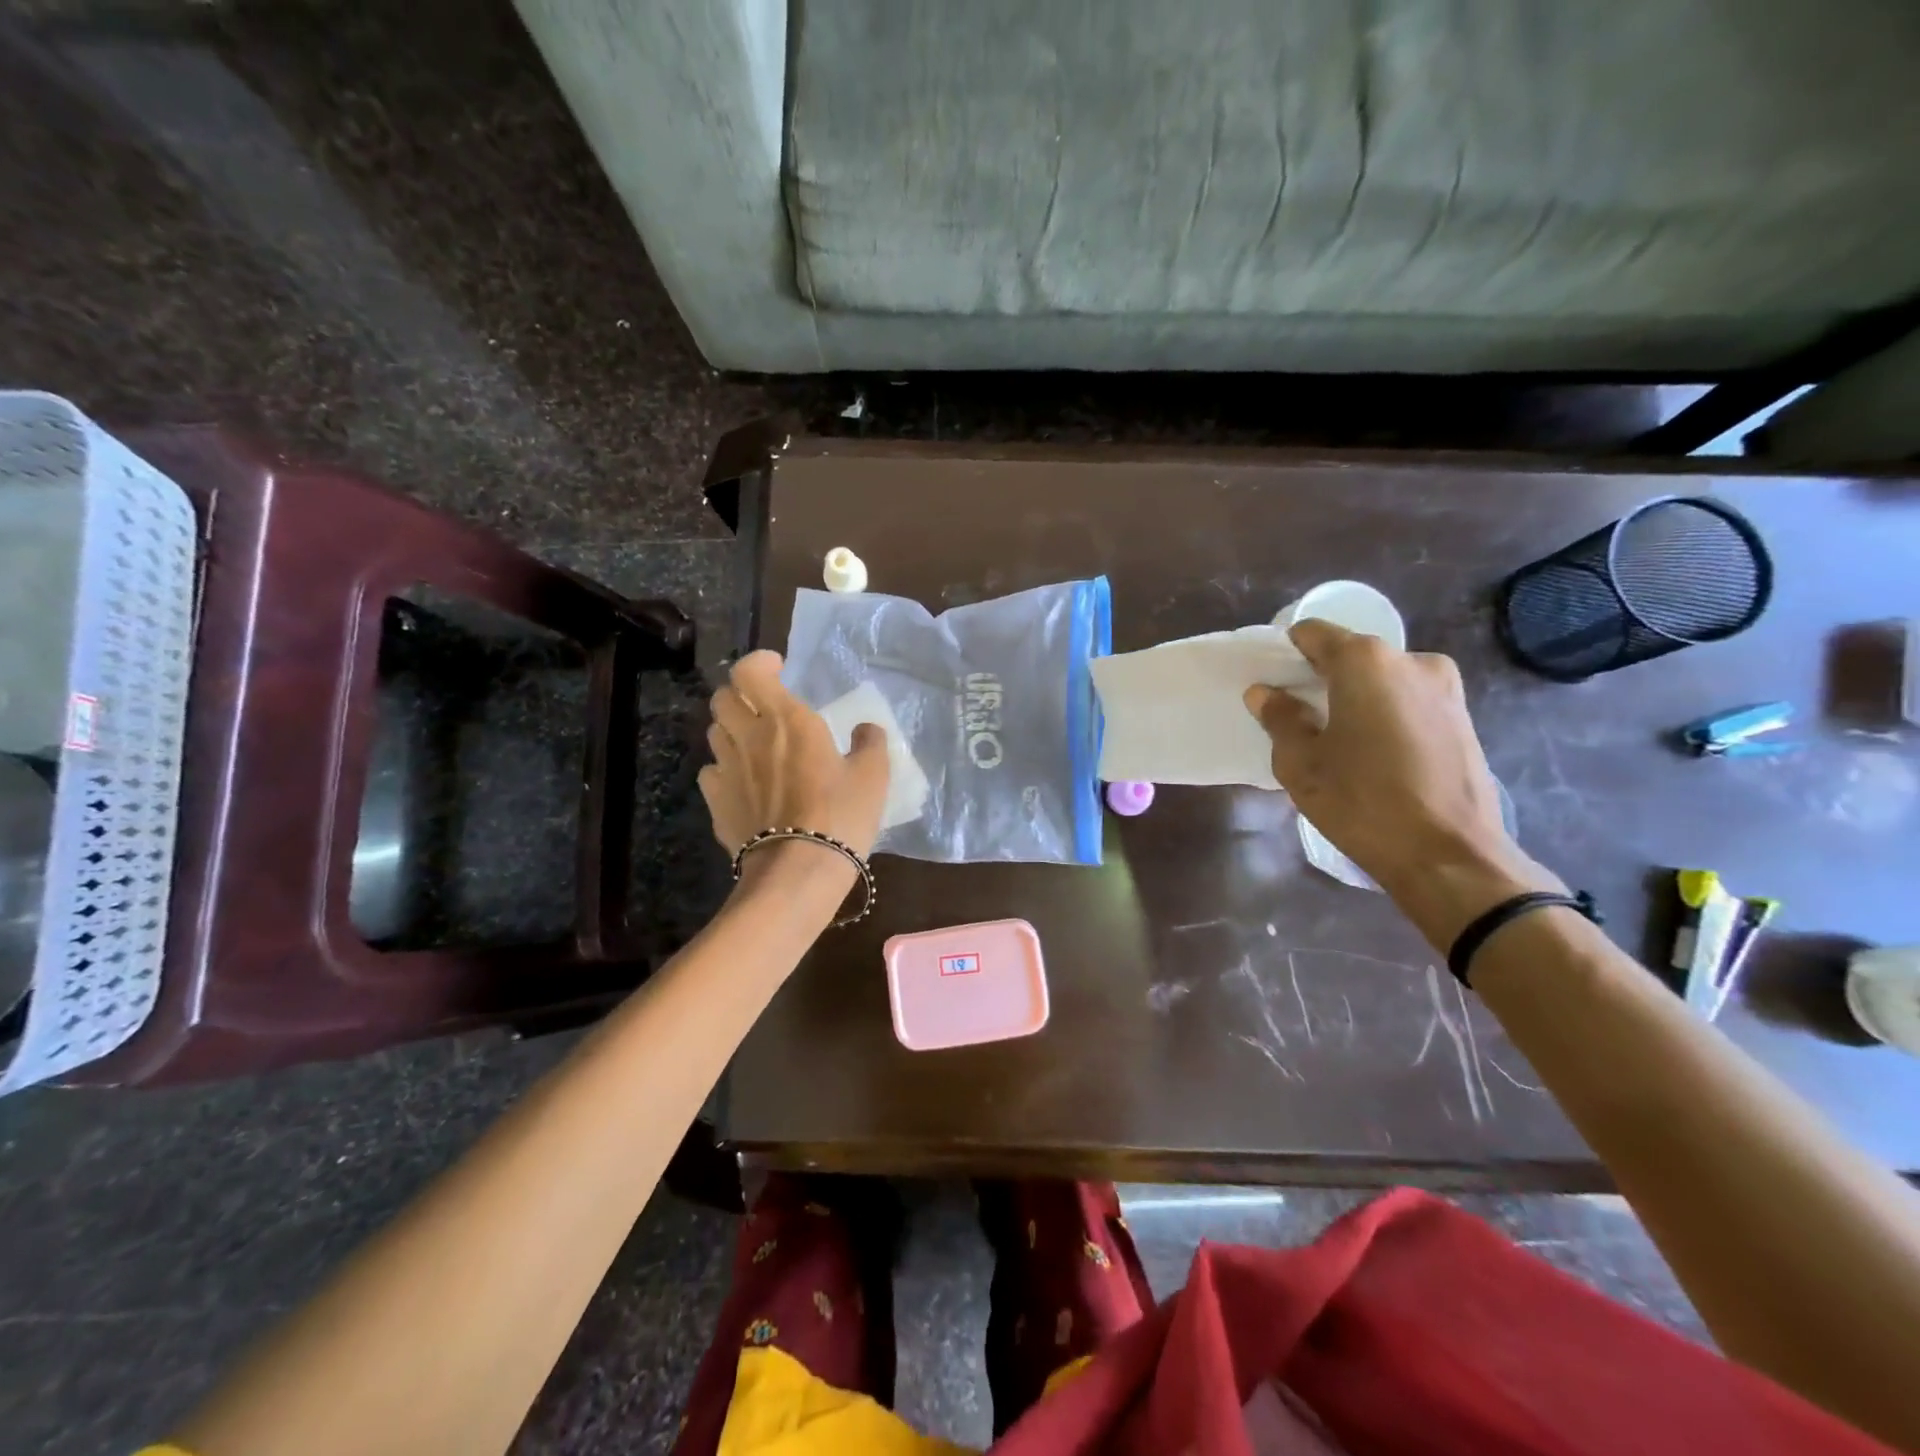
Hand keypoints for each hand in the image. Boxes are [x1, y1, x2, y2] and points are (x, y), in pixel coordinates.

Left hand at [698, 651, 890, 875]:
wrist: (797, 872)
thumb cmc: (840, 816)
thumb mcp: (873, 776)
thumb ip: (870, 743)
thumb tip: (866, 729)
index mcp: (787, 720)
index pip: (750, 672)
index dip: (759, 663)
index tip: (779, 668)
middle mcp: (750, 737)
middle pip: (723, 698)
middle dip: (740, 694)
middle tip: (764, 707)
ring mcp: (727, 770)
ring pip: (716, 733)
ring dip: (732, 730)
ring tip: (755, 744)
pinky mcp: (716, 803)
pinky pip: (712, 772)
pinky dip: (725, 769)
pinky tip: (744, 783)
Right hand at [1243, 621, 1560, 946]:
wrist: (1449, 855)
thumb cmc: (1362, 802)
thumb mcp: (1301, 764)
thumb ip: (1279, 718)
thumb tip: (1265, 693)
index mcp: (1365, 661)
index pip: (1312, 633)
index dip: (1287, 656)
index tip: (1275, 687)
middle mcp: (1410, 660)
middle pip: (1351, 655)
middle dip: (1322, 679)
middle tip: (1302, 719)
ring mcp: (1445, 688)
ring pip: (1382, 679)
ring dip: (1356, 698)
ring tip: (1340, 742)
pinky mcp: (1463, 718)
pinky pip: (1408, 701)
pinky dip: (1385, 715)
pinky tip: (1375, 755)